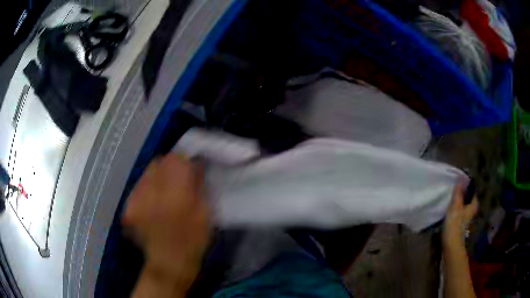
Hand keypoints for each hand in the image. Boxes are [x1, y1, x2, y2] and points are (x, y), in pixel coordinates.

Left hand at [123, 154, 208, 297]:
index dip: (183, 160)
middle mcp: (152, 193)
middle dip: (168, 167)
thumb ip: (199, 185)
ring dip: (156, 177)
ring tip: (163, 193)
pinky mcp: (128, 207)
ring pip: (146, 173)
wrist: (168, 264)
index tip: (188, 168)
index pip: (175, 159)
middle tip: (175, 180)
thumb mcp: (205, 213)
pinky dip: (146, 189)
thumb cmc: (193, 241)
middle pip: (157, 162)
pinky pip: (138, 187)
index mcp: (175, 194)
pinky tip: (152, 203)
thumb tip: (195, 164)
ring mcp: (136, 199)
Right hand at [443, 183, 477, 248]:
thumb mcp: (456, 206)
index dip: (464, 184)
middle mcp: (472, 209)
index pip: (471, 189)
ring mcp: (466, 217)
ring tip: (448, 197)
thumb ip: (458, 192)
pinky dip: (454, 208)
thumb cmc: (455, 225)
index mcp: (474, 204)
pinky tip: (448, 208)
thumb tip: (460, 179)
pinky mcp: (459, 222)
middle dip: (460, 192)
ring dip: (456, 200)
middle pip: (466, 196)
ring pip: (462, 204)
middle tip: (451, 188)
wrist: (450, 246)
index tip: (456, 180)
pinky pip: (458, 210)